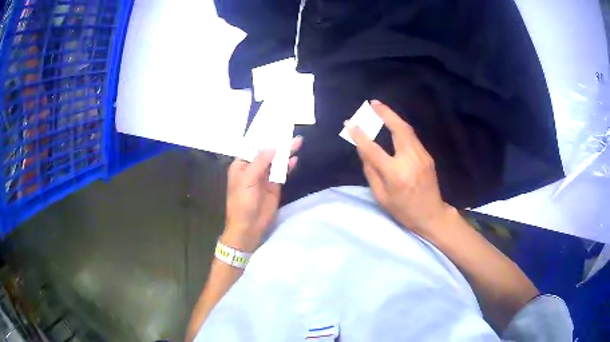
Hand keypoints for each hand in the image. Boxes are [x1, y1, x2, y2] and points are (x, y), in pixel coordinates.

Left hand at [223, 137, 301, 251]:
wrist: (249, 226)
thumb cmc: (242, 202)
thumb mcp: (247, 180)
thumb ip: (261, 162)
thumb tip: (273, 146)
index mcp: (241, 165)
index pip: (253, 147)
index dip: (263, 137)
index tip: (274, 125)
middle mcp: (253, 168)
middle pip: (267, 152)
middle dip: (277, 143)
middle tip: (290, 132)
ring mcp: (264, 176)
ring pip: (276, 161)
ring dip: (285, 153)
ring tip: (297, 142)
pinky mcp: (275, 185)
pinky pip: (282, 172)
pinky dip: (288, 166)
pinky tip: (295, 159)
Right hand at [346, 100, 453, 235]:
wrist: (431, 214)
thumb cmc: (403, 210)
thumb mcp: (381, 196)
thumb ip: (371, 171)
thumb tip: (362, 149)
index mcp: (395, 174)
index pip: (373, 149)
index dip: (360, 135)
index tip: (350, 124)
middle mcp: (410, 160)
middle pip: (398, 129)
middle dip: (385, 113)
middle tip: (373, 103)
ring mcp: (422, 156)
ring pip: (407, 130)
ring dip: (394, 117)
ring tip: (381, 108)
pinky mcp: (427, 155)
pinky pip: (412, 137)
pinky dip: (401, 128)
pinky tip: (394, 125)